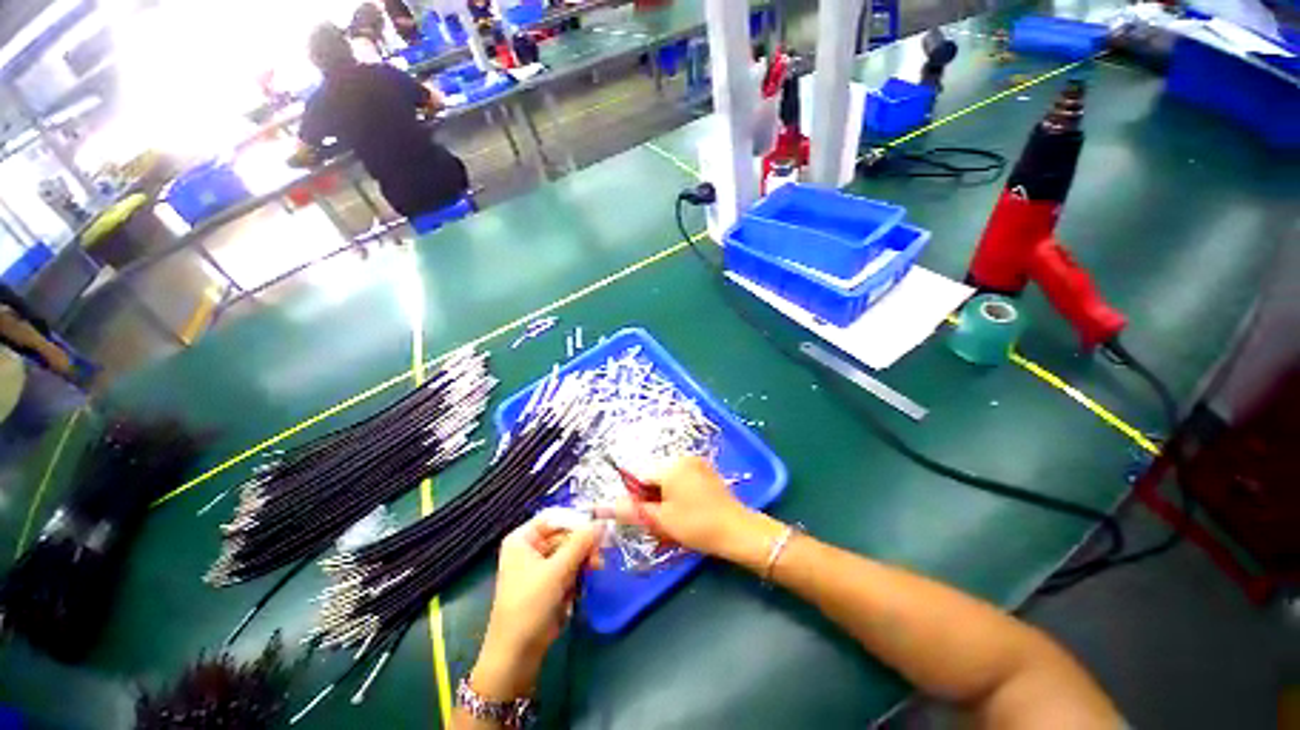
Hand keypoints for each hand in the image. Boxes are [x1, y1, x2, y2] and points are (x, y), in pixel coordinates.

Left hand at [471, 509, 603, 700]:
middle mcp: (531, 548)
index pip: (556, 517)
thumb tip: (601, 522)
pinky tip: (581, 588)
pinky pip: (569, 569)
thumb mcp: (557, 571)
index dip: (577, 520)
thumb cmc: (529, 606)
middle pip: (565, 534)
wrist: (516, 656)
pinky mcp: (549, 583)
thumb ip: (581, 543)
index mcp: (523, 539)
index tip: (599, 528)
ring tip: (594, 571)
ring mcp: (540, 566)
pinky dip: (578, 575)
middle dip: (583, 545)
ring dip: (583, 561)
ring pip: (570, 552)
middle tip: (598, 557)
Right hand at [599, 457, 782, 566]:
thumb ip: (632, 510)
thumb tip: (604, 506)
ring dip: (663, 496)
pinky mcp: (705, 470)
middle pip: (654, 475)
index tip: (643, 516)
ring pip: (667, 478)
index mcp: (670, 465)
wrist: (737, 531)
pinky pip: (682, 477)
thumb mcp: (661, 520)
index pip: (639, 475)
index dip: (636, 496)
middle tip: (659, 520)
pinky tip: (686, 510)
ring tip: (673, 518)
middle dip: (651, 497)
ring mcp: (696, 463)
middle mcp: (682, 457)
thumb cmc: (696, 525)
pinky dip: (677, 492)